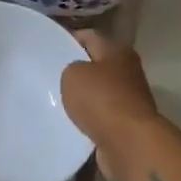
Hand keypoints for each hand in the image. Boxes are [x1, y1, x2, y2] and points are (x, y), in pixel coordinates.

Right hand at [61, 31, 169, 180]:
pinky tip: (71, 123)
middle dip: (77, 70)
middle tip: (51, 75)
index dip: (70, 39)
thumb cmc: (102, 100)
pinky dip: (89, 120)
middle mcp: (128, 72)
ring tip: (57, 100)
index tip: (50, 46)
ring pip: (99, 93)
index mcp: (118, 51)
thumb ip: (71, 69)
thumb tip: (77, 76)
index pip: (90, 37)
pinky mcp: (127, 125)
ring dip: (83, 97)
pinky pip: (102, 117)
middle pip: (97, 65)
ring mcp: (130, 100)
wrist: (130, 144)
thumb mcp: (73, 74)